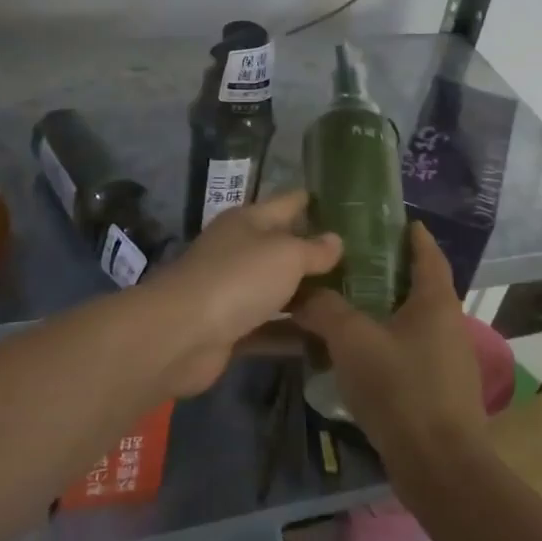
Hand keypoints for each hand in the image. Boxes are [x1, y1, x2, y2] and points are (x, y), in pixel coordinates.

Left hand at [150, 192, 341, 396]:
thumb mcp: (286, 255)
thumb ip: (314, 249)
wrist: (182, 334)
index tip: (344, 205)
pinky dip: (292, 331)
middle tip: (359, 260)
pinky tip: (325, 339)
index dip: (312, 202)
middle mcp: (238, 250)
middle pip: (282, 248)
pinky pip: (269, 326)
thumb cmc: (238, 279)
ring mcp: (232, 291)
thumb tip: (336, 239)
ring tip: (349, 300)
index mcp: (248, 221)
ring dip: (306, 295)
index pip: (287, 203)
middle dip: (315, 253)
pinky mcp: (230, 328)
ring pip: (277, 289)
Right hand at [293, 222, 486, 474]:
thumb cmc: (400, 389)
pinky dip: (385, 343)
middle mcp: (448, 325)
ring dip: (384, 311)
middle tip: (351, 262)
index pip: (428, 254)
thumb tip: (303, 294)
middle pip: (420, 287)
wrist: (438, 465)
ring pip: (412, 322)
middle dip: (390, 273)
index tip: (395, 220)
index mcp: (436, 302)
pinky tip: (356, 354)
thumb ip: (326, 310)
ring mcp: (448, 361)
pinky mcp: (439, 391)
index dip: (413, 235)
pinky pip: (409, 353)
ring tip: (345, 305)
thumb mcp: (353, 340)